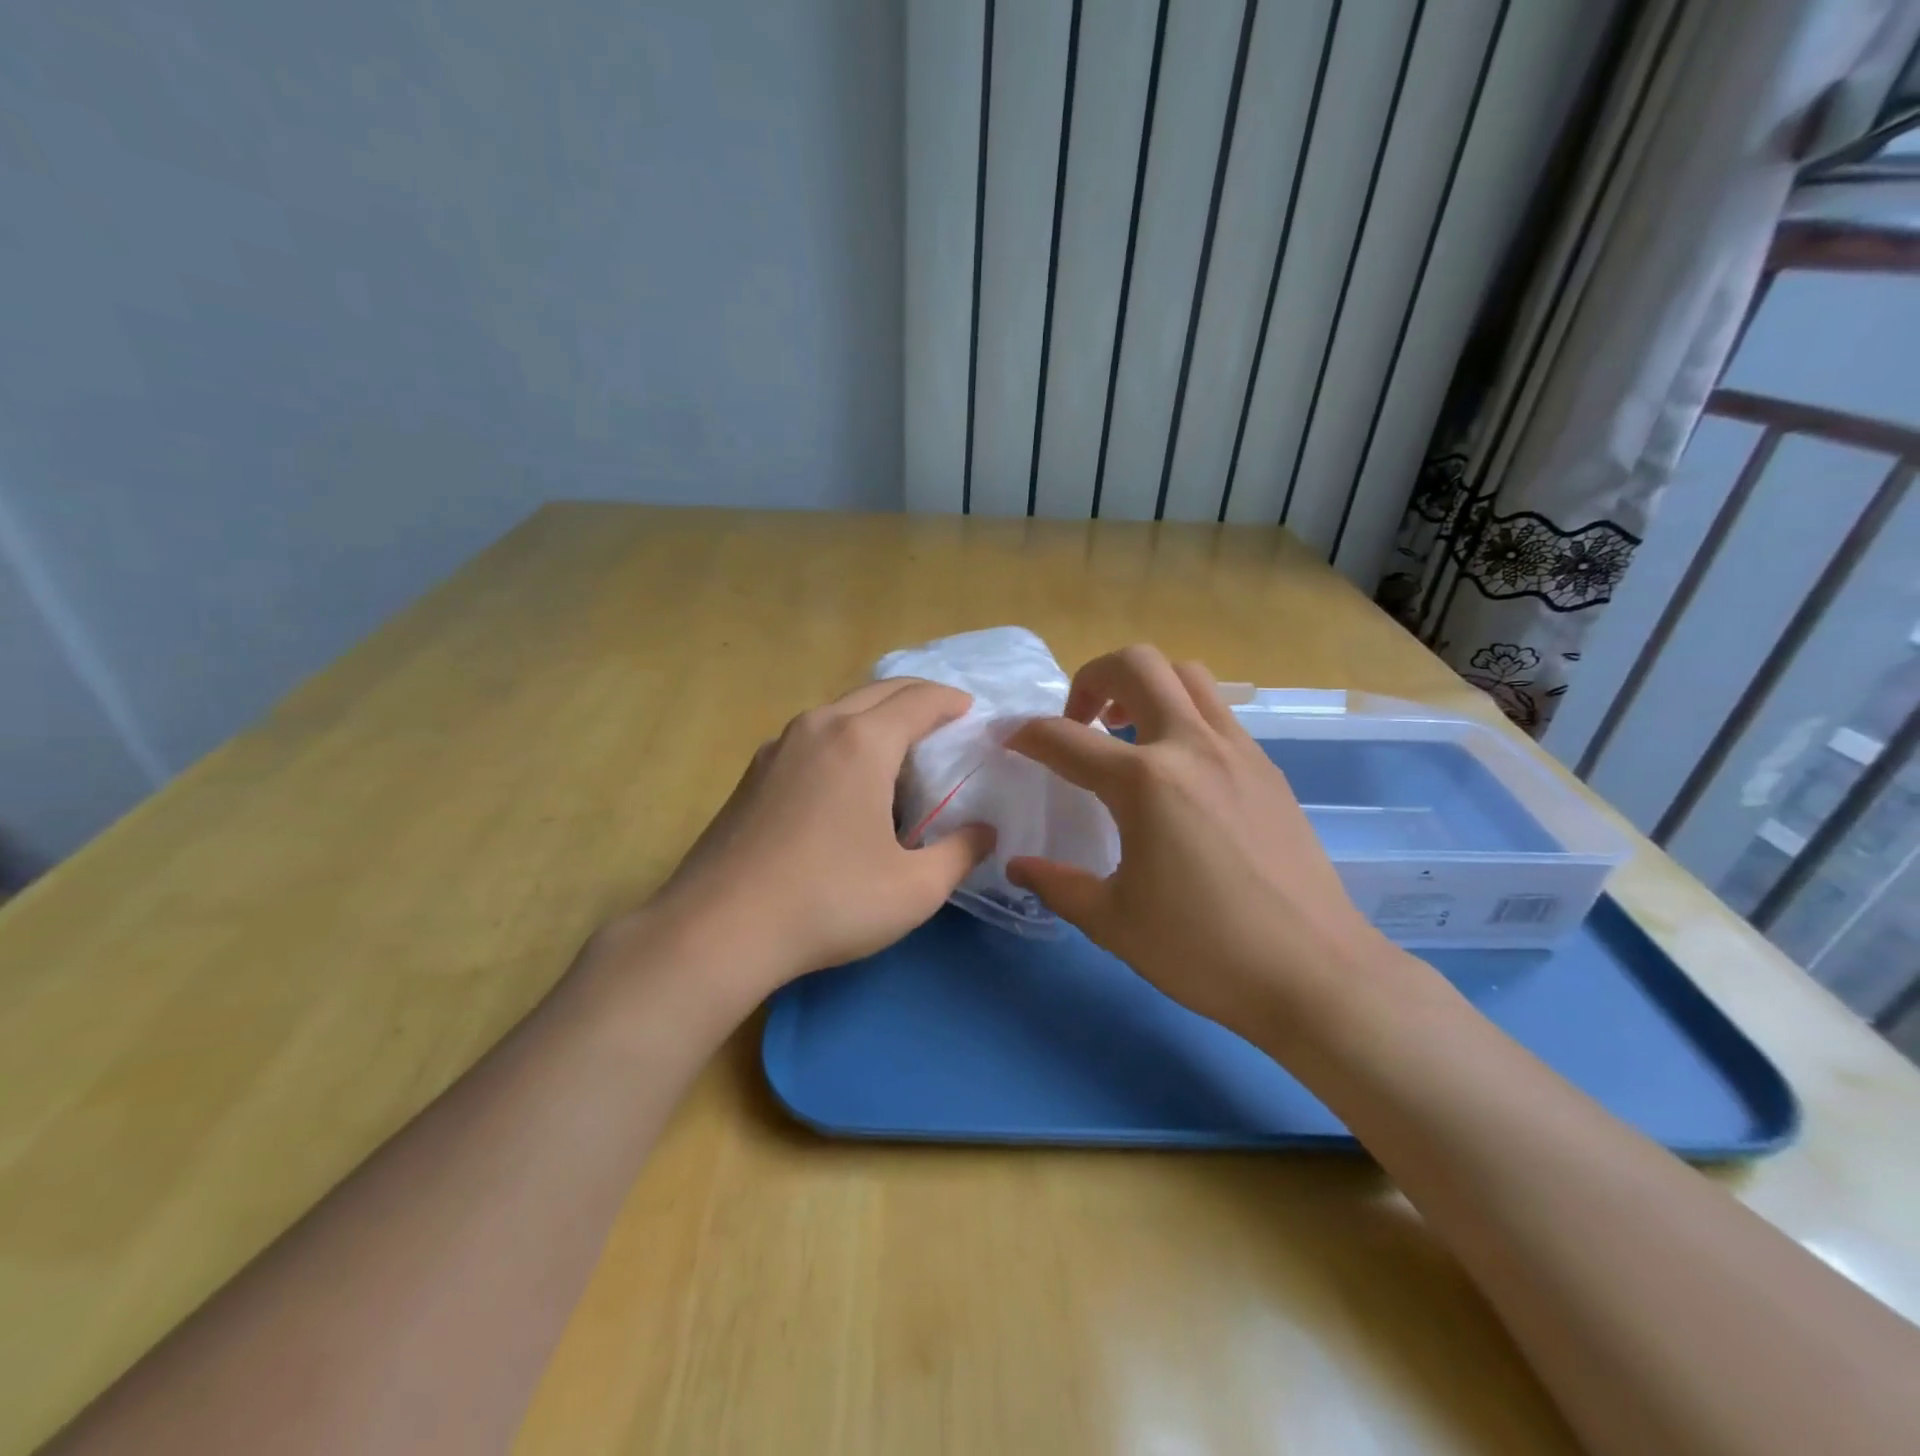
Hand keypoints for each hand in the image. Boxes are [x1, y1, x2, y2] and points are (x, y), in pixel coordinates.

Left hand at [637, 679, 994, 1005]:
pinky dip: (844, 737)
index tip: (972, 712)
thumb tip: (985, 833)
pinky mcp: (754, 772)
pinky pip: (813, 735)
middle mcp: (819, 727)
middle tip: (945, 723)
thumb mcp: (914, 889)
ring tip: (900, 750)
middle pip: (880, 692)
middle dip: (918, 698)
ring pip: (841, 710)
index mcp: (862, 742)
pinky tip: (847, 780)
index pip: (919, 699)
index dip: (951, 701)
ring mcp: (778, 746)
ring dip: (878, 716)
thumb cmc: (827, 902)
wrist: (718, 929)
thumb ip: (961, 853)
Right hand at [1006, 646, 1432, 1042]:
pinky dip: (1183, 714)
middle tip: (1078, 722)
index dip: (1025, 735)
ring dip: (1144, 686)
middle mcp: (1191, 746)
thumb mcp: (1113, 922)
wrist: (1316, 974)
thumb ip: (1057, 884)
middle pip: (1136, 664)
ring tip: (1127, 733)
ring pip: (1186, 675)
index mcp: (1145, 781)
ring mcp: (1238, 750)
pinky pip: (1217, 711)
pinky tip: (1177, 770)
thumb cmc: (1204, 950)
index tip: (1008, 741)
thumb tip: (1017, 866)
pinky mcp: (1268, 768)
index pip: (1064, 738)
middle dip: (1091, 678)